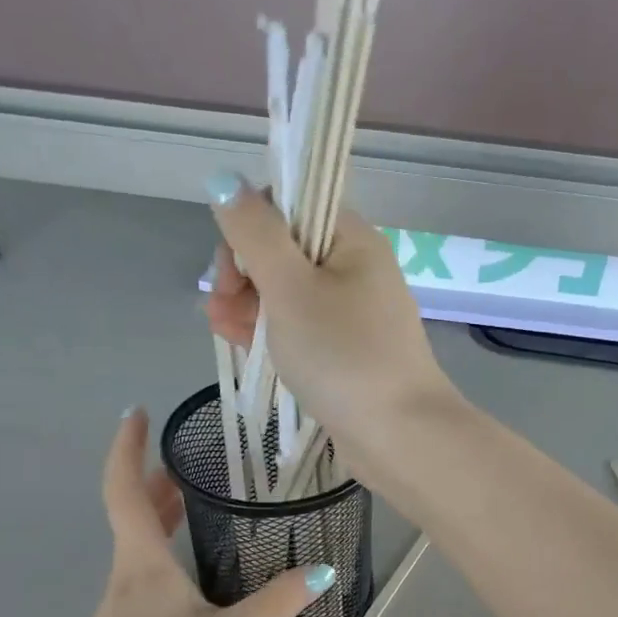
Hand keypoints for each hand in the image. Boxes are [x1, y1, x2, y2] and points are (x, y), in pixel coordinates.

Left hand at [44, 409, 330, 616]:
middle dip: (156, 478)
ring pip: (138, 543)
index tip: (136, 411)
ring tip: (195, 501)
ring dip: (161, 513)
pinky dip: (165, 547)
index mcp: (142, 562)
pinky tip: (192, 572)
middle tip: (189, 458)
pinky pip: (144, 571)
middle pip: (133, 512)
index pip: (125, 488)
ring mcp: (119, 604)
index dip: (127, 446)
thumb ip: (276, 604)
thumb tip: (322, 569)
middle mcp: (126, 574)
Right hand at [203, 175, 457, 455]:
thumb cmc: (342, 354)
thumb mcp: (290, 287)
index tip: (231, 264)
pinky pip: (303, 332)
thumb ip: (254, 232)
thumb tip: (227, 181)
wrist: (398, 435)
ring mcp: (355, 317)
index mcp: (353, 240)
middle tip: (219, 304)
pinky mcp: (348, 355)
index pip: (291, 207)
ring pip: (289, 296)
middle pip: (286, 252)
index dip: (250, 227)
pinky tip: (240, 344)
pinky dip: (272, 334)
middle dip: (244, 272)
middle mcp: (358, 271)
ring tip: (219, 329)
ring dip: (250, 305)